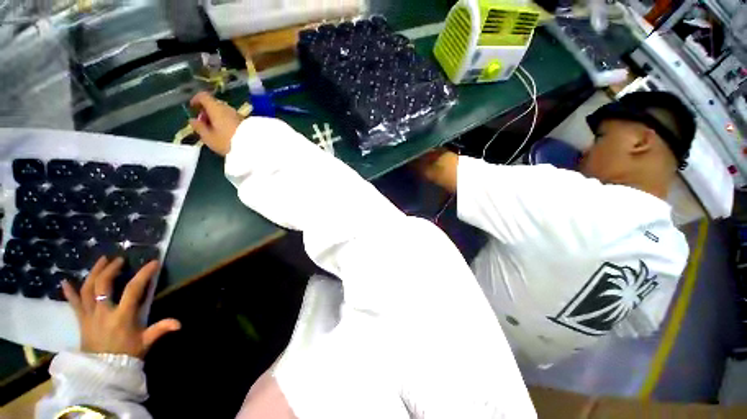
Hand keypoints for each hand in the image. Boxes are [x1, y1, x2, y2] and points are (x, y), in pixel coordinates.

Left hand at [62, 257, 180, 358]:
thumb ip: (160, 329)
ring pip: (87, 290)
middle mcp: (103, 312)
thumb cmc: (126, 354)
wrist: (103, 371)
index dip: (143, 274)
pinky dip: (69, 292)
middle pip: (103, 285)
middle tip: (119, 260)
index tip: (153, 263)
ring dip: (94, 273)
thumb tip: (179, 323)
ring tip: (101, 261)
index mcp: (121, 316)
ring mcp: (89, 315)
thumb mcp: (145, 342)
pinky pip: (73, 304)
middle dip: (111, 270)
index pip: (133, 289)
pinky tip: (64, 282)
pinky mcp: (81, 320)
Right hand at [189, 91, 243, 155]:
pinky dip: (225, 121)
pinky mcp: (246, 122)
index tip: (193, 108)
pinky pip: (232, 118)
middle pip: (214, 104)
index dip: (196, 99)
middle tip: (204, 124)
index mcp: (216, 108)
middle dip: (207, 111)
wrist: (254, 147)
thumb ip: (199, 128)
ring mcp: (238, 115)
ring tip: (214, 130)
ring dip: (217, 117)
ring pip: (224, 112)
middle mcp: (228, 108)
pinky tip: (226, 132)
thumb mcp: (209, 137)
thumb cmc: (227, 142)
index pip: (204, 96)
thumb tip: (193, 120)